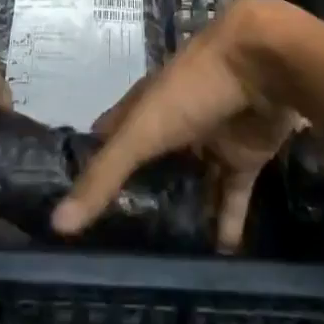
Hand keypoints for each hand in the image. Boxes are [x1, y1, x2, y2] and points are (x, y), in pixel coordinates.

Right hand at [52, 0, 303, 252]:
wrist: (265, 63)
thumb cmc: (195, 87)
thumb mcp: (144, 131)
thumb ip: (105, 176)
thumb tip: (58, 224)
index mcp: (146, 106)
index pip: (111, 135)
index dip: (94, 161)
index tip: (73, 201)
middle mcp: (176, 121)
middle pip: (153, 161)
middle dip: (139, 195)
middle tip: (117, 245)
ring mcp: (212, 138)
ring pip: (193, 180)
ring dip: (183, 212)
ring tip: (162, 261)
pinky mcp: (245, 154)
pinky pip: (232, 194)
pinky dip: (227, 223)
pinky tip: (218, 258)